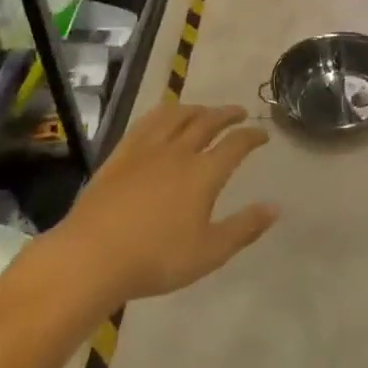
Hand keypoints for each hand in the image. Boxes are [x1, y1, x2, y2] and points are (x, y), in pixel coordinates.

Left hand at [62, 104, 277, 304]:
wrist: (92, 257)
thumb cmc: (155, 259)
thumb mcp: (209, 253)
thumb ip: (244, 228)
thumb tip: (275, 207)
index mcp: (204, 173)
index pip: (236, 144)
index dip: (252, 136)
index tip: (263, 134)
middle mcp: (179, 152)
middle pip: (207, 122)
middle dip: (227, 114)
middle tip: (239, 112)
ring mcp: (147, 149)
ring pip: (177, 116)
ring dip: (196, 108)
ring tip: (204, 110)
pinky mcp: (120, 154)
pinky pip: (146, 122)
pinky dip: (163, 114)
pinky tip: (163, 118)